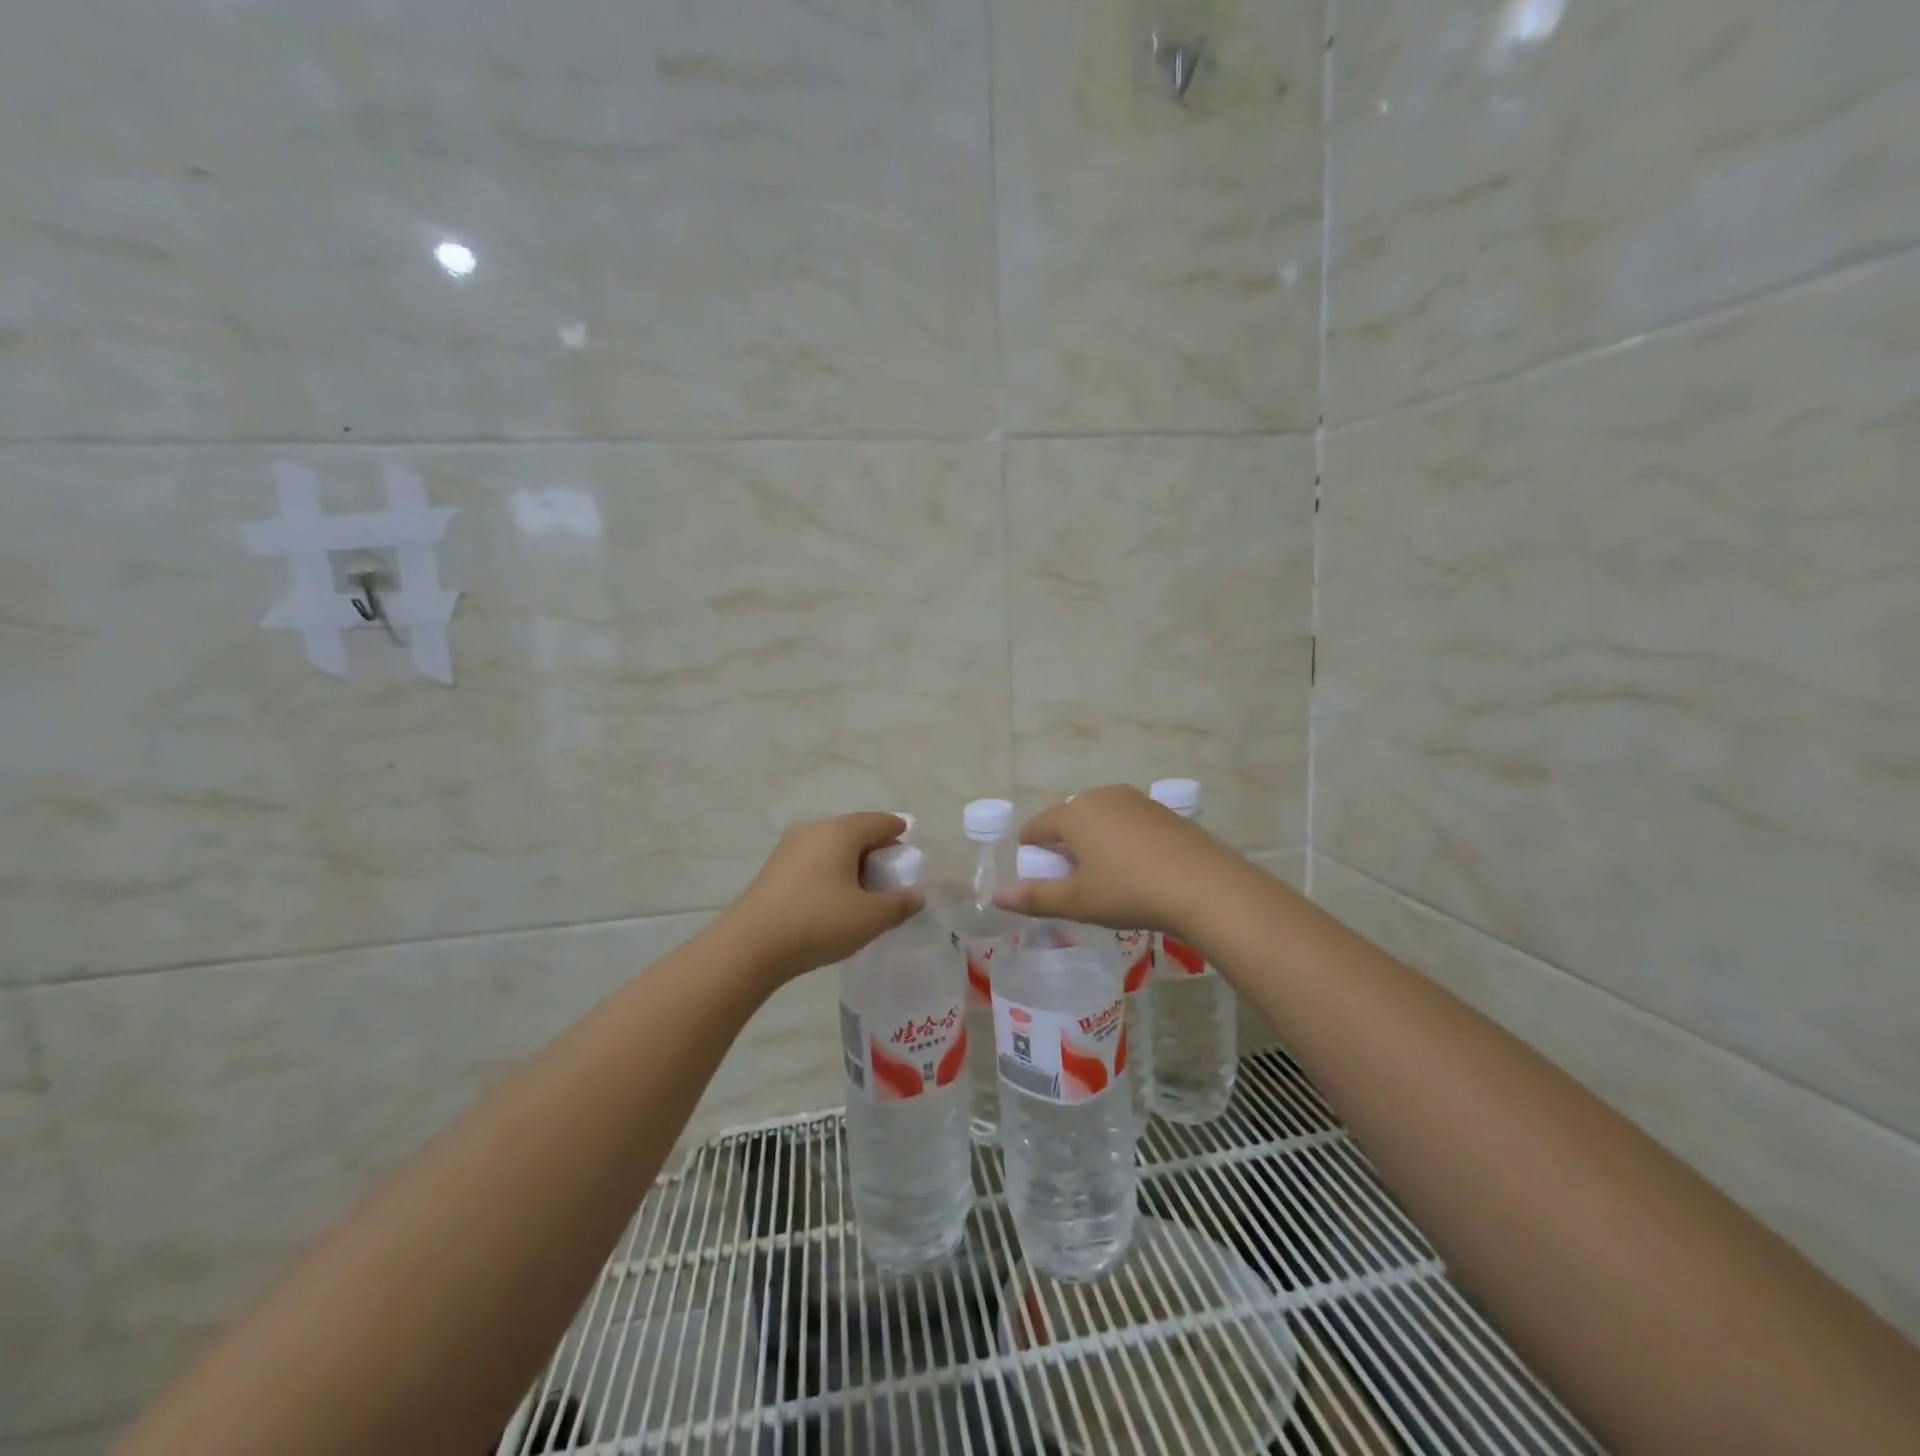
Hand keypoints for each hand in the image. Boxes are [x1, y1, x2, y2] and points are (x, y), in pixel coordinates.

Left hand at [721, 812, 923, 984]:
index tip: (908, 841)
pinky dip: (830, 871)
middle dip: (875, 848)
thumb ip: (900, 904)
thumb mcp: (870, 917)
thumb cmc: (818, 922)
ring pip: (831, 846)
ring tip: (864, 889)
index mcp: (840, 832)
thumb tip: (919, 894)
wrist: (750, 946)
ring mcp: (789, 848)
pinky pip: (813, 860)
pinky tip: (834, 897)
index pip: (878, 821)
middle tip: (890, 872)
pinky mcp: (773, 870)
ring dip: (851, 861)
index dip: (897, 830)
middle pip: (853, 831)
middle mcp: (813, 830)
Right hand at [993, 785, 1231, 934]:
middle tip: (1070, 878)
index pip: (1037, 826)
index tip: (1033, 872)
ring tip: (1103, 874)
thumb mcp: (1078, 901)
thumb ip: (1035, 897)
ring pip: (1100, 818)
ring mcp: (1135, 800)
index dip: (1030, 848)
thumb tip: (996, 896)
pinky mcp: (1163, 811)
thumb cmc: (1129, 891)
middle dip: (1064, 844)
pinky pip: (1128, 822)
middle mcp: (1101, 797)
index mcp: (1074, 814)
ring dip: (1094, 840)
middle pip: (1069, 819)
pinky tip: (1136, 867)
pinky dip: (1122, 839)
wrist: (1204, 885)